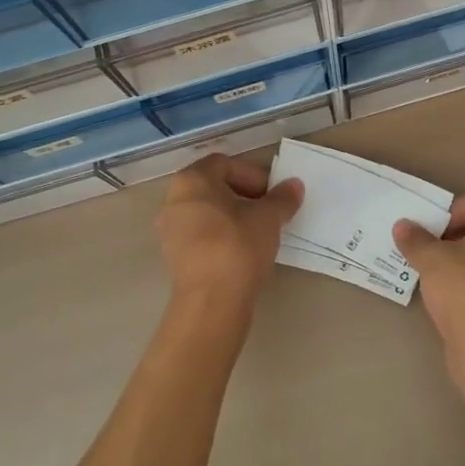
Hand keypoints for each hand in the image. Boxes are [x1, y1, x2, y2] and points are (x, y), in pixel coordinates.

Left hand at [156, 154, 303, 315]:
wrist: (211, 301)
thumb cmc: (238, 244)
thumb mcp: (269, 217)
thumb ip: (282, 198)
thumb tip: (294, 185)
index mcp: (192, 179)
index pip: (225, 164)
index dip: (253, 175)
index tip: (272, 194)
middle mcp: (174, 199)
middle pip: (214, 188)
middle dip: (244, 196)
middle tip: (268, 211)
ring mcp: (169, 230)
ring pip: (207, 213)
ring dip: (233, 218)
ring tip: (258, 233)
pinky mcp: (173, 258)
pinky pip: (200, 236)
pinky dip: (220, 237)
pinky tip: (242, 253)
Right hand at [393, 188, 464, 365]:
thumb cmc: (464, 288)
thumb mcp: (431, 258)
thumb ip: (416, 238)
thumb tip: (403, 226)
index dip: (453, 208)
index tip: (433, 228)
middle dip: (454, 233)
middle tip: (428, 246)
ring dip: (461, 258)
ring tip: (433, 271)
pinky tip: (447, 295)